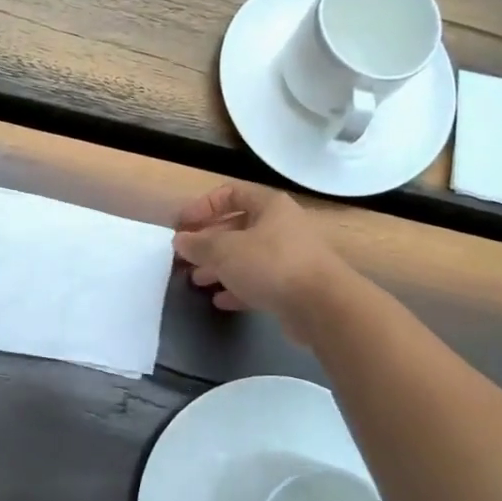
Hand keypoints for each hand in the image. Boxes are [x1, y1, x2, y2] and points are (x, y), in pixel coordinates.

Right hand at [172, 182, 351, 337]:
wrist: (322, 306)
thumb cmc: (271, 264)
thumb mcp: (225, 250)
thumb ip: (198, 244)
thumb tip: (180, 240)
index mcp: (269, 206)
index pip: (231, 194)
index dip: (203, 206)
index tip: (182, 226)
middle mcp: (282, 226)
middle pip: (238, 227)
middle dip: (209, 241)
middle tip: (186, 257)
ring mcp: (290, 257)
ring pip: (247, 257)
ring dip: (220, 267)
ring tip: (197, 280)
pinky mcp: (294, 286)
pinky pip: (260, 282)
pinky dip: (238, 288)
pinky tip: (220, 301)